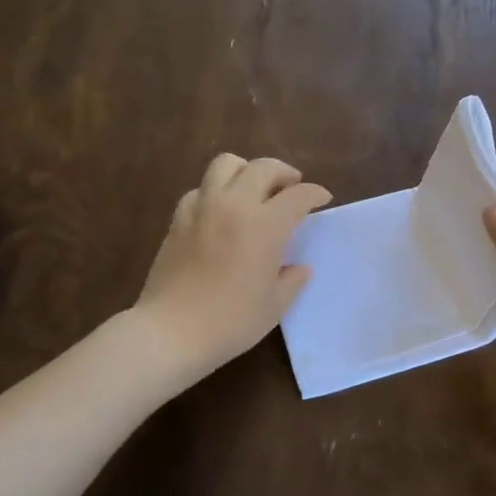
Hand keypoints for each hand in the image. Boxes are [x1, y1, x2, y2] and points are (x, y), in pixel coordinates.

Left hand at [134, 153, 331, 381]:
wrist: (172, 331)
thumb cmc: (231, 322)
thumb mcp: (274, 306)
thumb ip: (292, 280)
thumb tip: (299, 267)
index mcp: (265, 225)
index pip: (298, 195)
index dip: (315, 193)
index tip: (323, 199)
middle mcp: (234, 205)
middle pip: (263, 168)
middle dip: (284, 173)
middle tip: (291, 187)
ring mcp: (202, 207)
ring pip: (226, 164)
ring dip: (246, 170)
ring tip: (253, 188)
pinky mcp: (178, 218)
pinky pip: (200, 189)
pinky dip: (215, 191)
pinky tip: (219, 211)